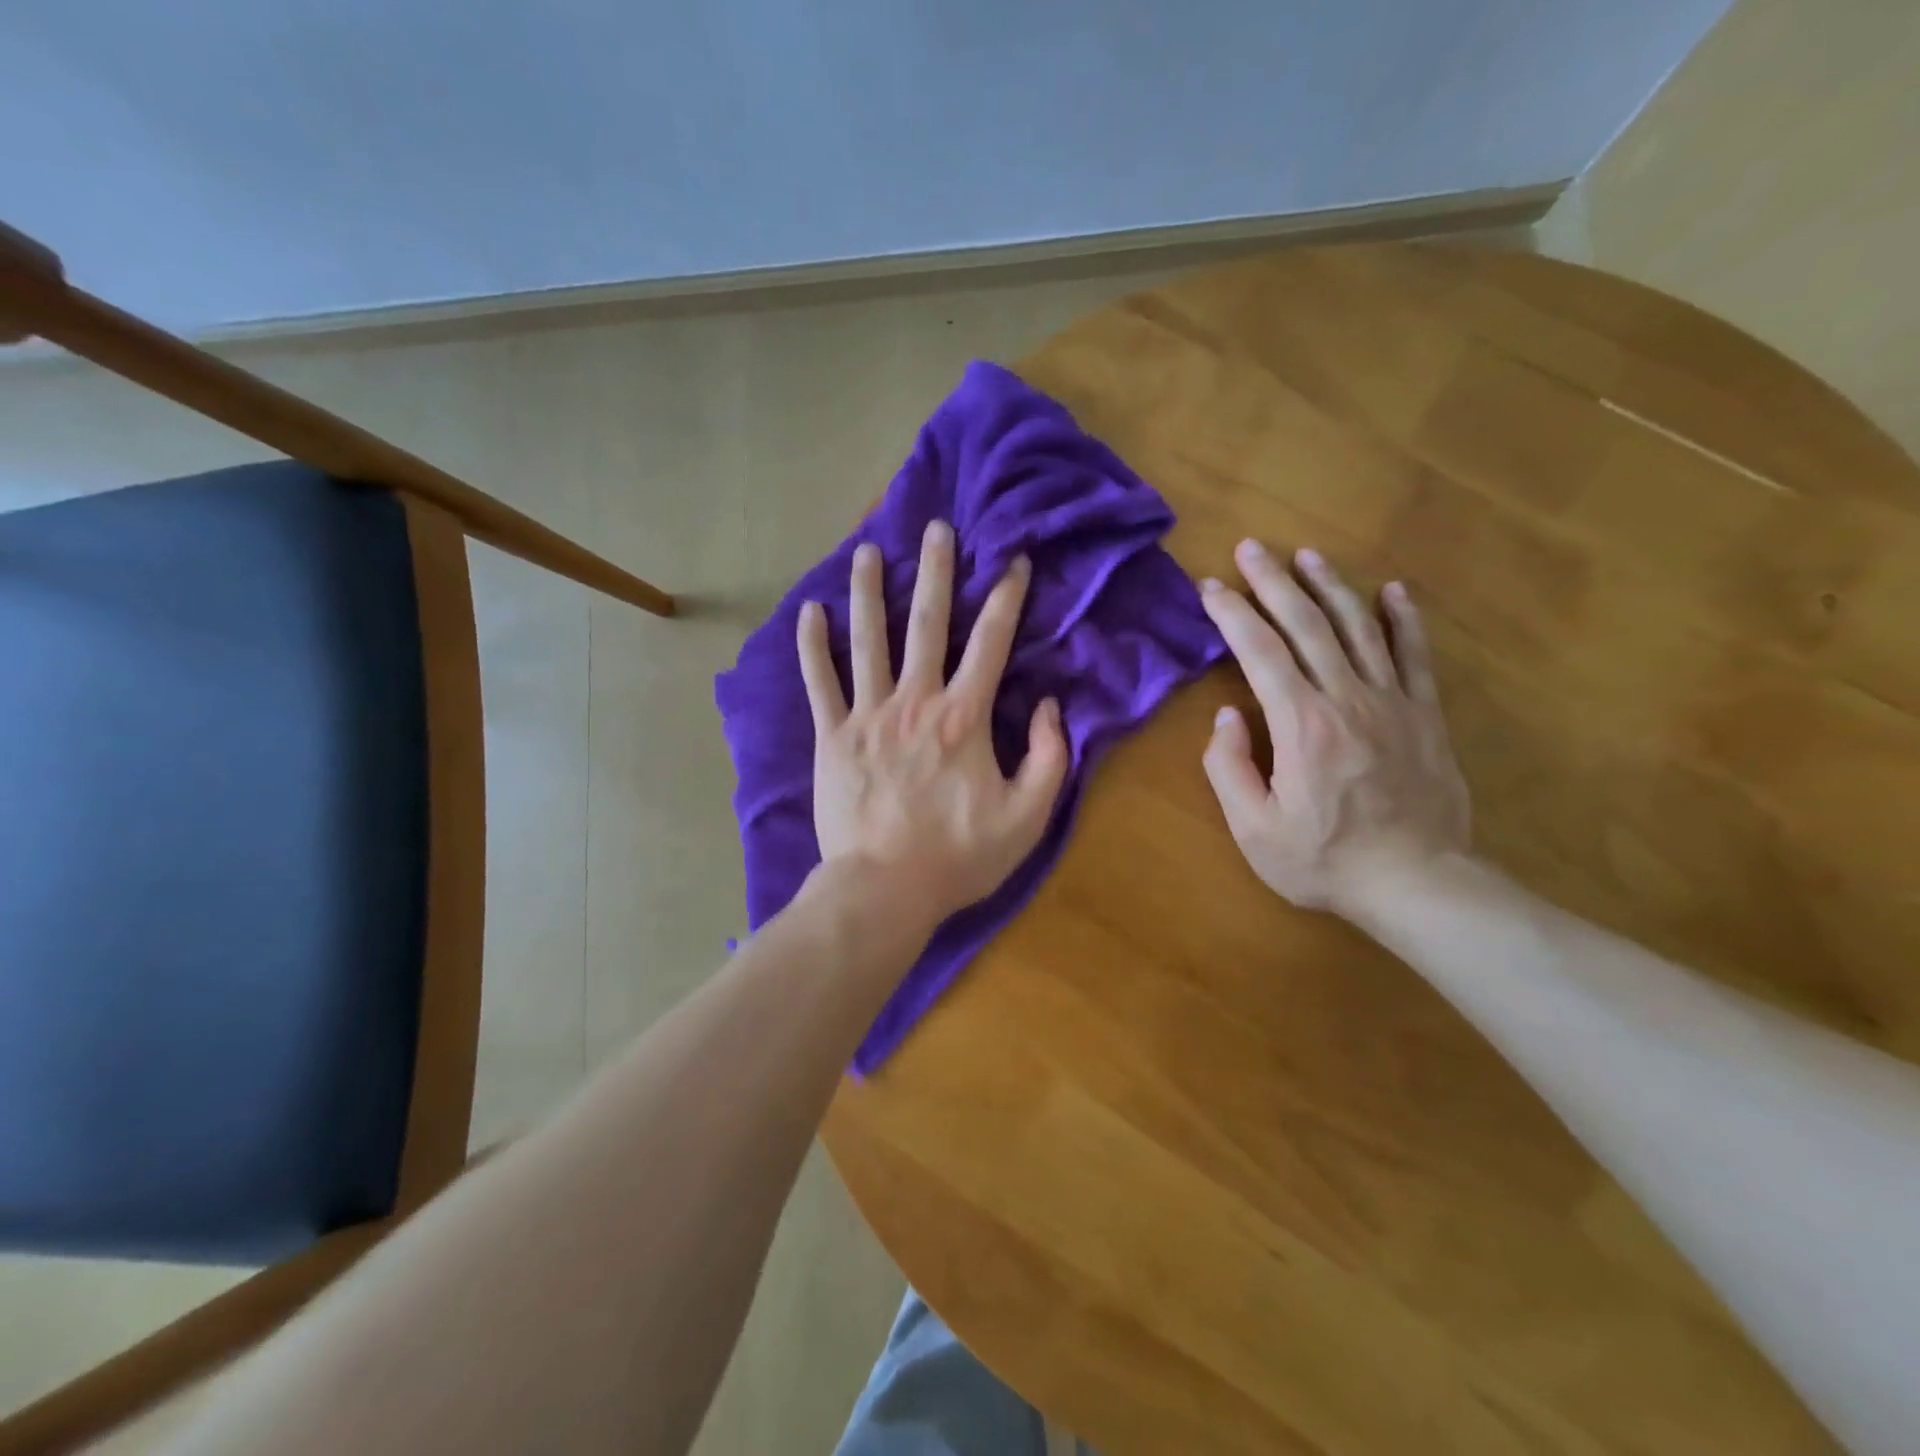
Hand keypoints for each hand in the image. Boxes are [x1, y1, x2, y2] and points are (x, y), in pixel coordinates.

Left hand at [797, 521, 1068, 935]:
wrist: (884, 889)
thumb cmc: (958, 856)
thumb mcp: (1028, 817)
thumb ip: (1051, 757)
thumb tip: (1053, 706)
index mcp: (964, 717)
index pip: (992, 643)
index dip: (1007, 598)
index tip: (1013, 560)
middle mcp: (915, 701)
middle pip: (928, 624)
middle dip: (936, 572)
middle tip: (937, 527)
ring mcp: (868, 716)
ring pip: (868, 640)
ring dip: (869, 592)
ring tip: (867, 550)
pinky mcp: (832, 737)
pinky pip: (820, 682)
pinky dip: (812, 646)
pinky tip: (809, 611)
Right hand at [1200, 540, 1470, 917]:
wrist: (1417, 883)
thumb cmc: (1324, 860)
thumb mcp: (1254, 828)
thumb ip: (1229, 768)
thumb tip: (1228, 717)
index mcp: (1300, 723)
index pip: (1259, 651)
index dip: (1232, 614)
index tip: (1211, 587)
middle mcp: (1346, 698)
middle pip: (1306, 625)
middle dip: (1274, 582)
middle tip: (1252, 548)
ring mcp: (1392, 702)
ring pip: (1359, 628)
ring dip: (1330, 587)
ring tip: (1308, 555)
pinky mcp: (1425, 715)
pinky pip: (1414, 656)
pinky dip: (1404, 619)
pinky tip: (1392, 590)